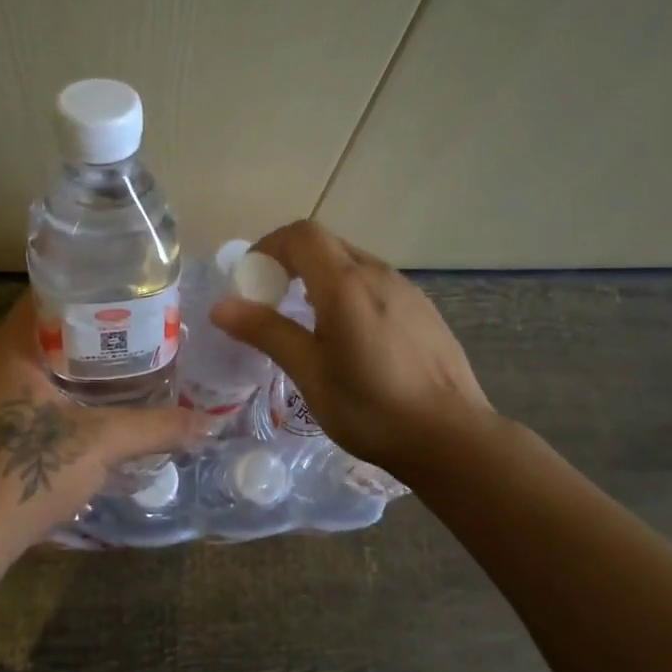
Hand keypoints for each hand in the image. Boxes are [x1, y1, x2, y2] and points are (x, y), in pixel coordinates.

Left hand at [0, 293, 210, 562]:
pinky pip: (26, 397)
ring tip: (123, 370)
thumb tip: (209, 423)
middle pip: (45, 331)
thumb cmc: (25, 474)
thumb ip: (156, 428)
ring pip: (36, 368)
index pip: (47, 295)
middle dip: (91, 332)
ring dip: (75, 367)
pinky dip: (58, 395)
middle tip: (139, 334)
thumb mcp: (100, 445)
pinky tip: (89, 414)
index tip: (131, 295)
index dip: (90, 290)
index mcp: (8, 351)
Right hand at [209, 219, 494, 477]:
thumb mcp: (310, 373)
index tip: (252, 280)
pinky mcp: (423, 310)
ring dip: (321, 278)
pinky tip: (351, 339)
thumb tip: (221, 306)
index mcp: (346, 284)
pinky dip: (349, 293)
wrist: (451, 437)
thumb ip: (267, 332)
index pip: (302, 235)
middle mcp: (378, 275)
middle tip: (271, 302)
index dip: (270, 246)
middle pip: (327, 246)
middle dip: (291, 262)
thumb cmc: (371, 409)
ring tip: (308, 324)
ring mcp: (407, 290)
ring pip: (353, 264)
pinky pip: (376, 285)